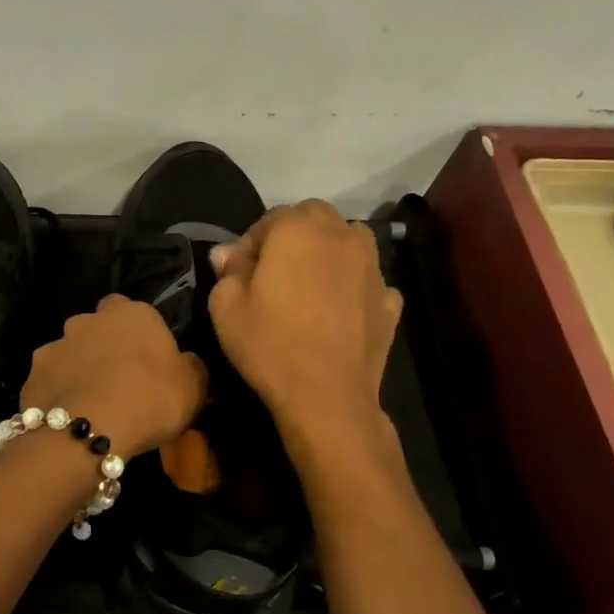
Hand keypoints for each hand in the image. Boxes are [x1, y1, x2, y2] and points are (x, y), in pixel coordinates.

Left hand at [21, 294, 207, 456]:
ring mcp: (55, 345)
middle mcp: (88, 320)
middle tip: (118, 379)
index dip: (137, 331)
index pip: (131, 308)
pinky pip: (50, 381)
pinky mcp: (32, 375)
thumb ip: (191, 367)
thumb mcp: (193, 387)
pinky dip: (58, 394)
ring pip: (69, 353)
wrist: (87, 429)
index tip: (146, 357)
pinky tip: (67, 418)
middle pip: (96, 327)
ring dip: (78, 370)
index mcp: (132, 314)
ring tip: (91, 403)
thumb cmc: (150, 399)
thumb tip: (186, 363)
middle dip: (103, 346)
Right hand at [208, 200, 401, 437]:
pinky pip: (369, 280)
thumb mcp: (225, 308)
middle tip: (276, 272)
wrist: (326, 396)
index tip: (241, 272)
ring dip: (330, 251)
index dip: (252, 242)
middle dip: (294, 235)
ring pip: (350, 240)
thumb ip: (227, 271)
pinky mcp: (389, 300)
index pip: (271, 217)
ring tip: (312, 283)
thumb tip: (228, 253)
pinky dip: (355, 286)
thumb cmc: (269, 345)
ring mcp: (372, 268)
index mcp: (298, 231)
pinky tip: (341, 310)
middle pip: (316, 217)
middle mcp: (341, 237)